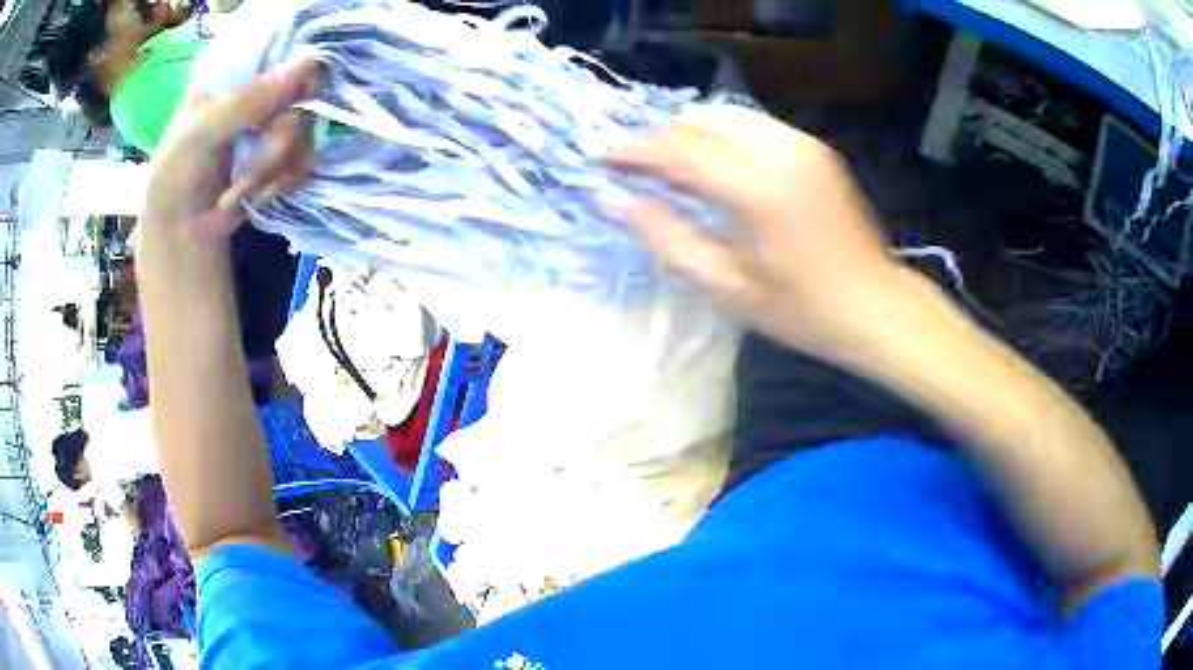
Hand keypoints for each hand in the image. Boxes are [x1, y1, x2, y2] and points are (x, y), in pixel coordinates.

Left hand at [142, 56, 319, 238]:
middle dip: (275, 144)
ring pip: (306, 133)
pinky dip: (283, 183)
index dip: (298, 71)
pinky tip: (258, 197)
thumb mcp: (203, 131)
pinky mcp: (286, 157)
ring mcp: (275, 124)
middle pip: (303, 97)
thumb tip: (310, 60)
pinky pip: (307, 160)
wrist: (181, 232)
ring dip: (272, 171)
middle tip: (245, 174)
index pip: (287, 50)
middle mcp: (263, 92)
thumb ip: (248, 99)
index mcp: (240, 73)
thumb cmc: (176, 175)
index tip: (290, 101)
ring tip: (239, 192)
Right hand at [609, 105, 905, 357]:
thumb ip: (665, 235)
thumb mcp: (725, 285)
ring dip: (690, 132)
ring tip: (671, 165)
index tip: (601, 158)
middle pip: (698, 119)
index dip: (632, 150)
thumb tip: (612, 199)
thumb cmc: (800, 310)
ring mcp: (801, 143)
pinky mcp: (815, 147)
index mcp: (755, 187)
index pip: (676, 149)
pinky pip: (753, 124)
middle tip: (636, 168)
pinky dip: (723, 135)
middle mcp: (778, 149)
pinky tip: (717, 164)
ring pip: (725, 115)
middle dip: (659, 137)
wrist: (875, 306)